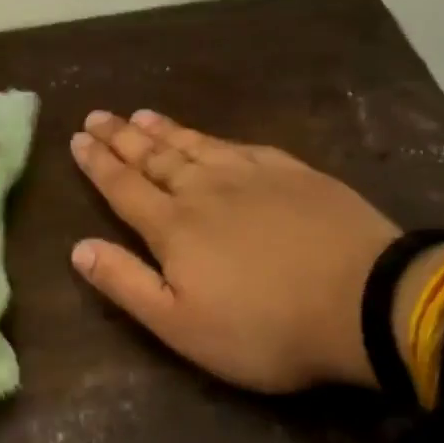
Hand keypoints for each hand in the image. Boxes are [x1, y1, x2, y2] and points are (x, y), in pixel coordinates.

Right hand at [69, 110, 399, 391]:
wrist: (366, 304)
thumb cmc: (264, 328)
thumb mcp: (180, 325)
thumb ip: (126, 283)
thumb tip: (78, 248)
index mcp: (173, 226)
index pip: (123, 187)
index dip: (98, 163)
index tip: (77, 138)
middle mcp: (205, 190)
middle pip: (154, 157)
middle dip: (122, 136)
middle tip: (99, 115)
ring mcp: (253, 177)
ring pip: (196, 145)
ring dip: (164, 130)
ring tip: (141, 114)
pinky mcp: (294, 175)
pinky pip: (242, 146)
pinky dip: (215, 138)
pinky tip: (211, 137)